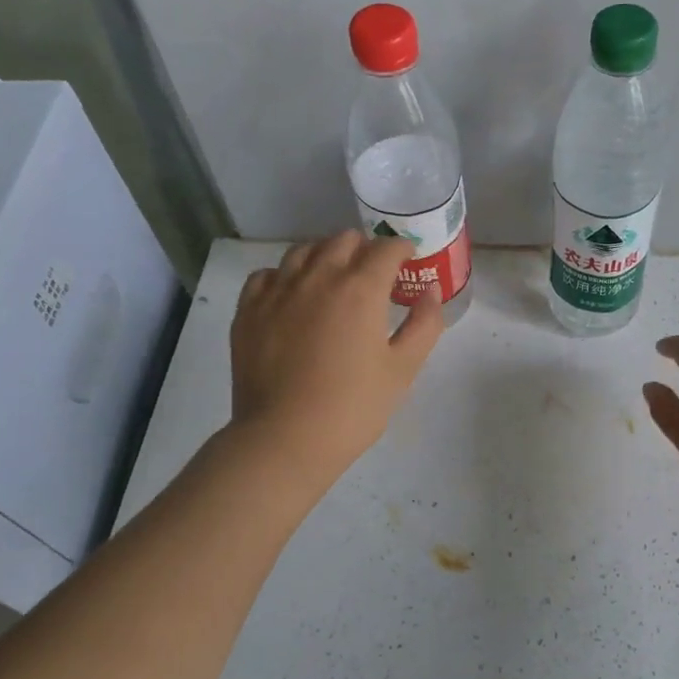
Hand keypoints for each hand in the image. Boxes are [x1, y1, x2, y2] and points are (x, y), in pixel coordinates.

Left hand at [227, 231, 443, 488]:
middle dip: (365, 249)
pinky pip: (267, 275)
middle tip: (374, 274)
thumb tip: (430, 292)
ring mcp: (277, 291)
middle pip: (343, 240)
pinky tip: (293, 296)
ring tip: (333, 279)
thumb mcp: (403, 369)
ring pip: (303, 251)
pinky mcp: (249, 311)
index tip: (408, 260)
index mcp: (360, 289)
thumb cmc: (353, 407)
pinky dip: (286, 276)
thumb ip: (424, 324)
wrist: (285, 439)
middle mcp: (317, 278)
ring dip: (325, 256)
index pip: (386, 248)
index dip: (402, 249)